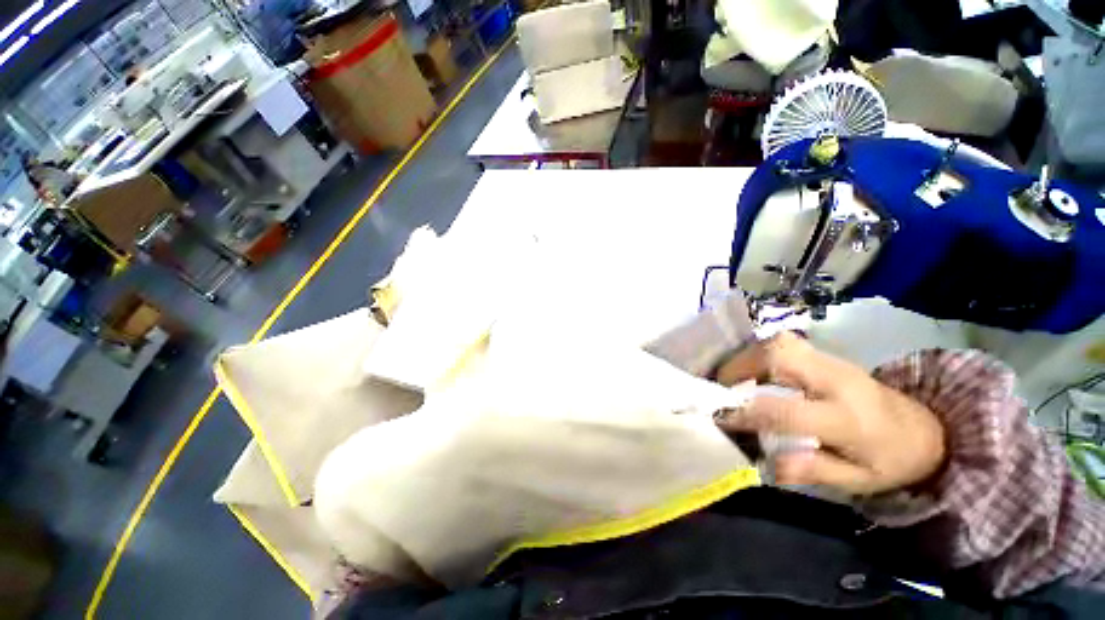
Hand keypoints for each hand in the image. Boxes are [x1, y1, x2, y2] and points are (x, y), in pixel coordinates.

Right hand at [714, 332, 945, 495]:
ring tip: (733, 378)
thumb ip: (812, 470)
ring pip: (778, 343)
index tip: (721, 418)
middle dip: (741, 367)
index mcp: (848, 418)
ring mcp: (832, 361)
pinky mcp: (827, 354)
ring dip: (748, 357)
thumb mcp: (858, 481)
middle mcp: (837, 380)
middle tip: (723, 387)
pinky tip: (753, 370)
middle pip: (779, 355)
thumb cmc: (890, 459)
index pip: (786, 411)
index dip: (747, 414)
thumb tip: (765, 463)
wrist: (926, 428)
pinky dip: (760, 353)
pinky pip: (783, 344)